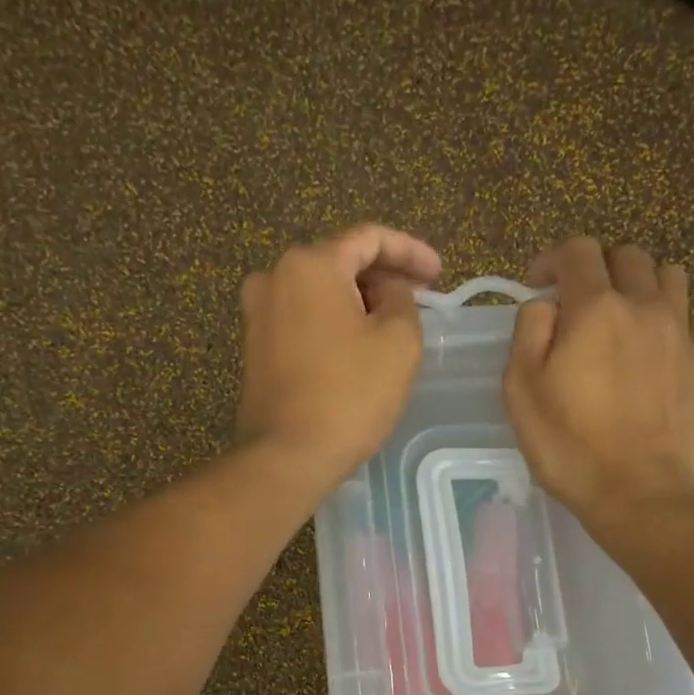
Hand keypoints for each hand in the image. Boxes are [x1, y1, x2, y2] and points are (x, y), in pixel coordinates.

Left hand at [235, 225, 442, 492]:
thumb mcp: (399, 342)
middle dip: (382, 277)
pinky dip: (332, 325)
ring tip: (389, 327)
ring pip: (319, 294)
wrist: (287, 456)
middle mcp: (274, 277)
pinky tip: (355, 348)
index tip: (438, 275)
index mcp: (310, 263)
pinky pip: (302, 321)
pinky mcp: (255, 349)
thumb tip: (387, 290)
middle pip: (339, 262)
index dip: (410, 251)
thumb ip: (402, 299)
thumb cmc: (349, 396)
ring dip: (356, 303)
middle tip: (417, 300)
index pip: (368, 238)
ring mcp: (258, 314)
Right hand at [502, 238, 693, 526]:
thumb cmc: (571, 447)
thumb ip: (529, 332)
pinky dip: (677, 322)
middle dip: (599, 269)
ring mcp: (682, 333)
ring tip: (626, 319)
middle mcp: (644, 306)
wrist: (641, 493)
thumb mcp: (522, 391)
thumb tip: (546, 305)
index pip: (577, 251)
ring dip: (643, 286)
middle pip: (628, 256)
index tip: (538, 284)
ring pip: (671, 277)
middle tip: (581, 305)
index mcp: (595, 308)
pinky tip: (661, 349)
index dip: (552, 258)